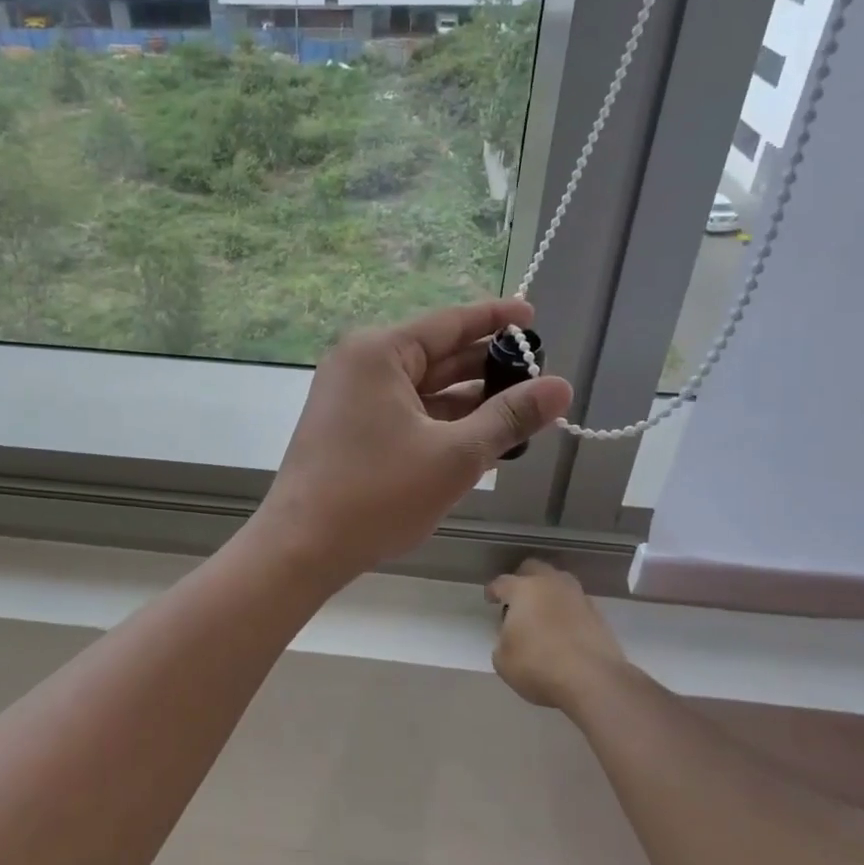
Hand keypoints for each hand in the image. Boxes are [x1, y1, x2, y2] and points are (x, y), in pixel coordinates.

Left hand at [254, 299, 571, 584]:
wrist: (302, 548)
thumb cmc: (378, 494)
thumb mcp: (455, 455)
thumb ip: (509, 418)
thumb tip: (561, 387)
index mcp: (379, 352)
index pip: (449, 322)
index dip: (495, 318)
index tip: (533, 316)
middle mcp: (362, 365)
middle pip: (437, 354)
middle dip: (487, 366)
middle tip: (539, 374)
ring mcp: (352, 398)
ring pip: (424, 388)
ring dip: (469, 400)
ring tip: (522, 410)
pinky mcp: (351, 429)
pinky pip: (407, 413)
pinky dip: (442, 422)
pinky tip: (482, 437)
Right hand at [488, 559, 628, 709]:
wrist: (594, 681)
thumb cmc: (539, 666)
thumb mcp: (503, 661)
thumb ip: (502, 642)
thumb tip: (511, 639)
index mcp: (523, 589)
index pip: (502, 582)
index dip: (493, 590)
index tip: (490, 599)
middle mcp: (551, 584)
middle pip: (534, 568)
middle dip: (523, 579)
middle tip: (517, 600)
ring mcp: (578, 597)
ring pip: (560, 582)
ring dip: (549, 593)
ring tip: (543, 614)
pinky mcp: (599, 615)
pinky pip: (576, 604)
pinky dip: (568, 612)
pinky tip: (564, 630)